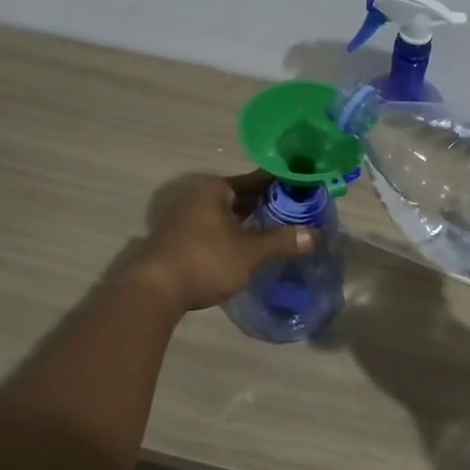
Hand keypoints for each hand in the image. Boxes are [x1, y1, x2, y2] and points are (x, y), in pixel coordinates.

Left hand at [124, 173, 317, 312]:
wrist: (153, 290)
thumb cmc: (205, 260)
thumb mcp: (249, 252)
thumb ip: (282, 241)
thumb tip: (316, 235)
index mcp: (213, 188)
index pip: (255, 179)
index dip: (280, 185)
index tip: (303, 189)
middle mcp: (196, 195)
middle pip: (239, 196)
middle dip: (266, 204)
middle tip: (296, 212)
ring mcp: (184, 217)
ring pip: (226, 213)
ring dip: (248, 221)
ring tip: (278, 229)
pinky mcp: (178, 238)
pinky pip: (214, 228)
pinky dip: (232, 233)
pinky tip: (249, 246)